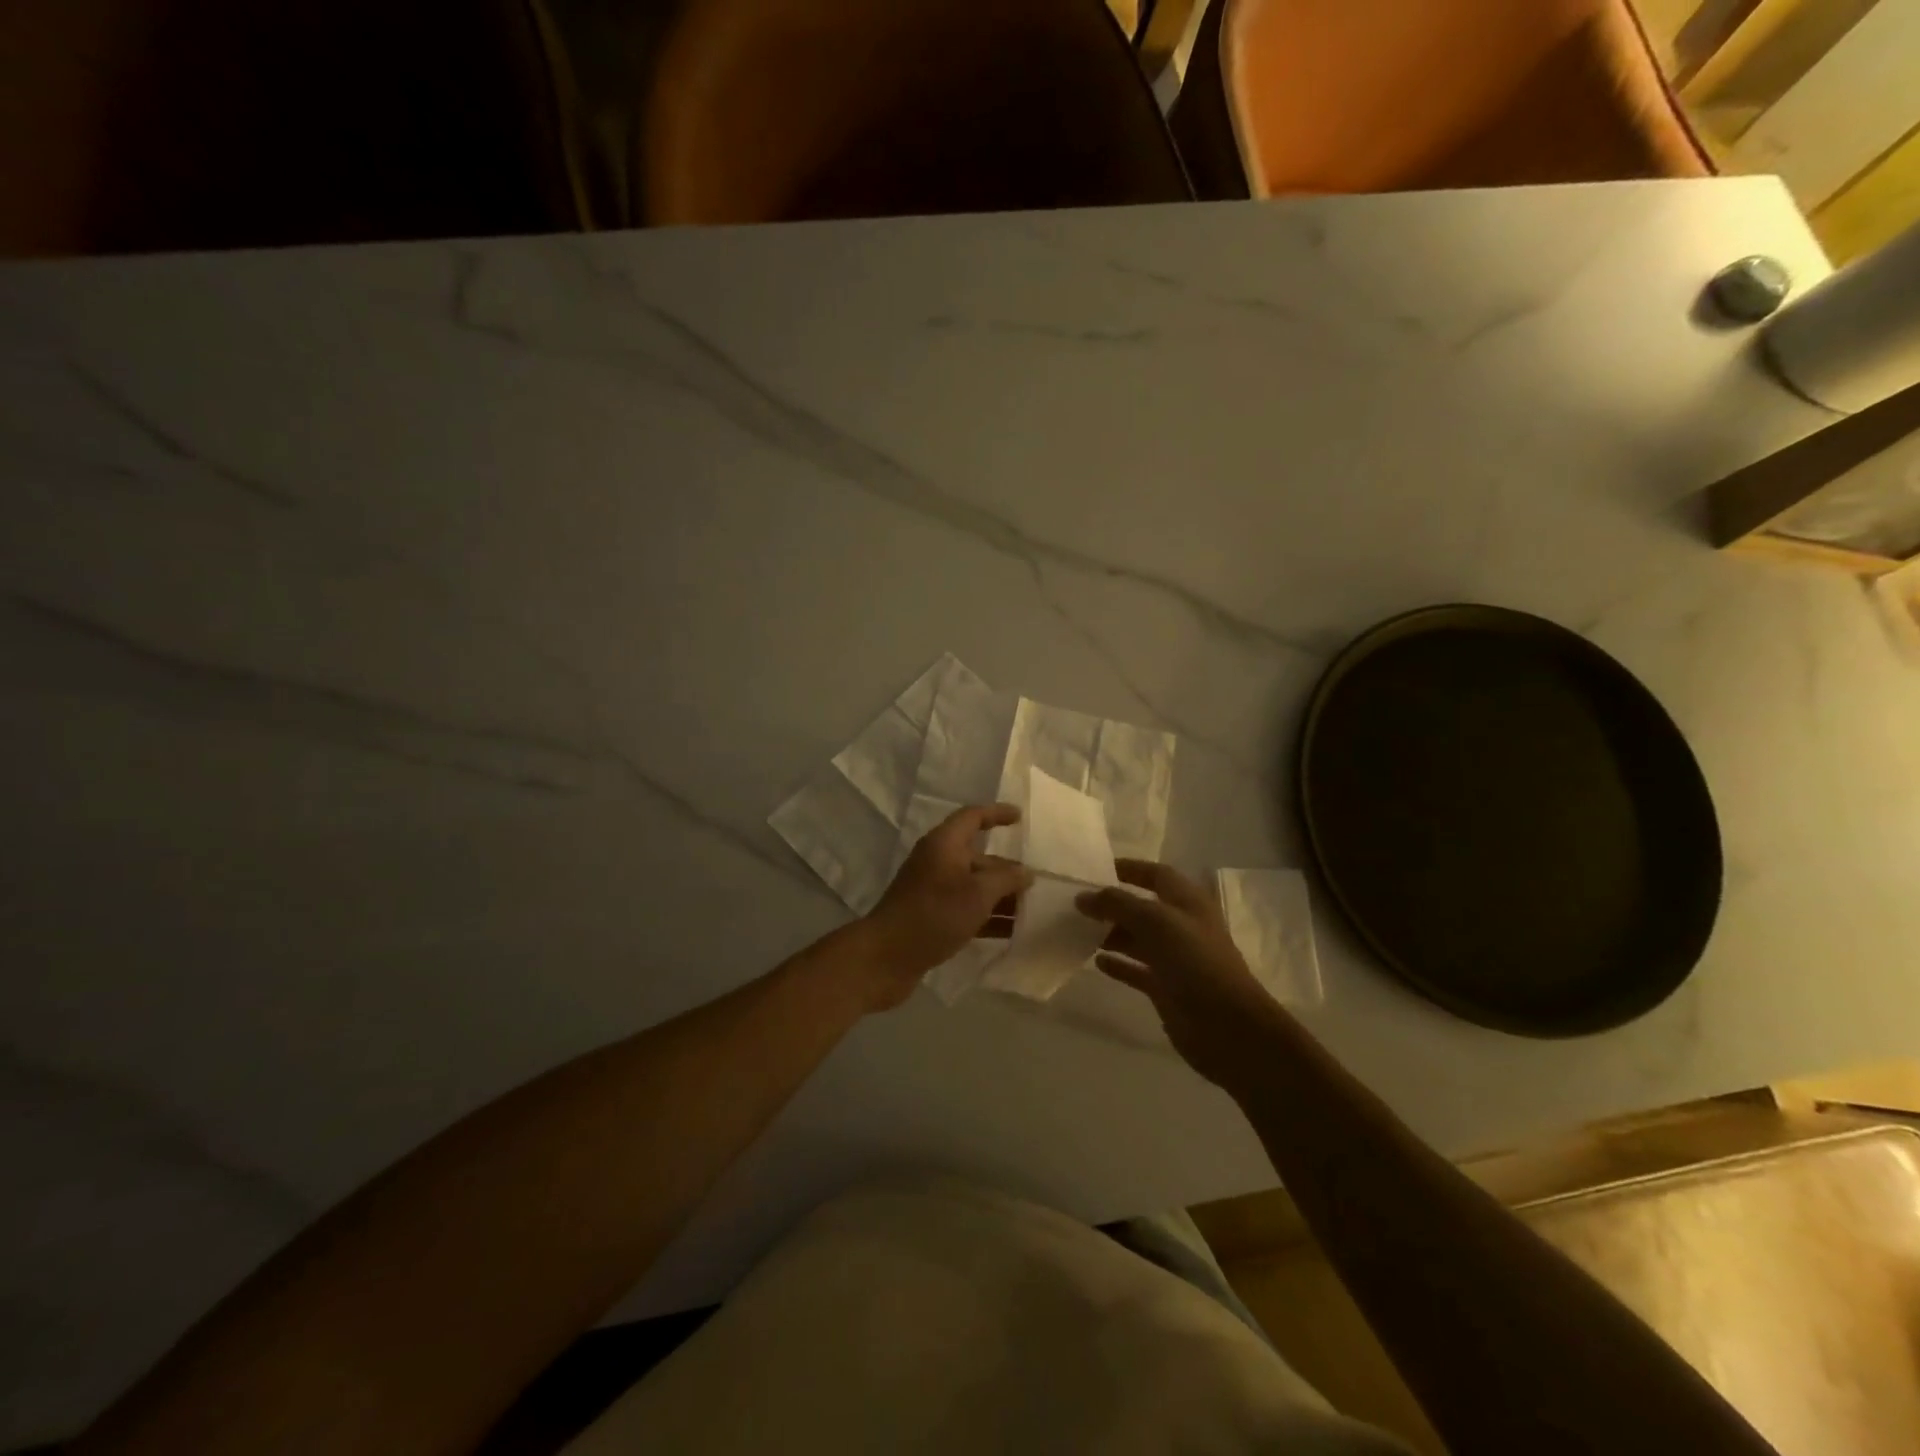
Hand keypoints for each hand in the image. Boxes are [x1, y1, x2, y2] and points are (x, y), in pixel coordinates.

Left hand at [861, 804, 1032, 1007]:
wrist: (886, 957)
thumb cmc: (934, 914)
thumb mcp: (978, 893)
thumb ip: (1006, 879)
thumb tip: (1025, 873)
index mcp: (944, 844)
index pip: (972, 817)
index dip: (996, 814)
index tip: (1020, 817)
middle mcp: (937, 862)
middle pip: (977, 857)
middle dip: (1006, 869)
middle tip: (1036, 884)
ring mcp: (932, 891)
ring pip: (973, 886)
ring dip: (1000, 896)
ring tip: (1030, 911)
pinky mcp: (931, 917)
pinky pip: (965, 909)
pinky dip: (987, 917)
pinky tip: (1010, 933)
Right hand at [1076, 860, 1282, 1087]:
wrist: (1227, 1026)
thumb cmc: (1195, 961)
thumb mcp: (1155, 921)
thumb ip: (1117, 904)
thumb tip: (1082, 897)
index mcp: (1187, 902)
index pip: (1156, 874)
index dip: (1130, 869)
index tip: (1096, 869)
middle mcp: (1181, 926)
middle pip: (1143, 908)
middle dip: (1113, 904)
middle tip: (1077, 905)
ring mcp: (1175, 959)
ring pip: (1137, 939)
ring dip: (1111, 934)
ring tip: (1078, 932)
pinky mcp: (1166, 988)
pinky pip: (1136, 969)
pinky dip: (1118, 964)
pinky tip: (1095, 961)